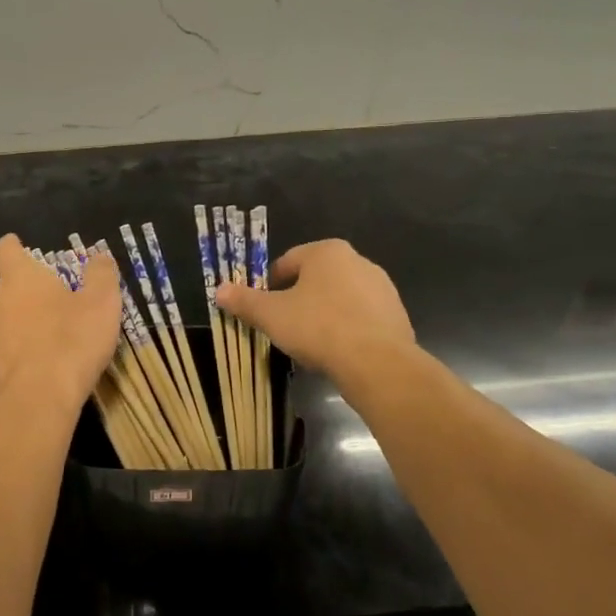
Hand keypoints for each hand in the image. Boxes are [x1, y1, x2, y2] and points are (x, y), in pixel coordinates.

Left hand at [0, 234, 122, 408]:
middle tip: (55, 292)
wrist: (38, 401)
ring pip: (7, 318)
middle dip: (27, 286)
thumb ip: (101, 274)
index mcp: (21, 279)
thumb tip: (100, 256)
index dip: (13, 246)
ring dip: (25, 319)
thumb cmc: (71, 340)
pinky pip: (8, 348)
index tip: (19, 244)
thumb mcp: (101, 303)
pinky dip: (23, 348)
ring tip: (53, 330)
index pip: (7, 252)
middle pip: (8, 285)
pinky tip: (45, 361)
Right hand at [215, 238, 414, 374]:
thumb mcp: (271, 315)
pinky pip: (361, 318)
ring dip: (324, 313)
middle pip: (316, 278)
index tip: (263, 307)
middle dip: (298, 298)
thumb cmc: (318, 328)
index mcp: (327, 252)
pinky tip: (337, 351)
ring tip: (310, 342)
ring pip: (340, 298)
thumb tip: (218, 289)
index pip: (288, 261)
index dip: (270, 284)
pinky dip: (347, 329)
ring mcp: (382, 288)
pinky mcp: (397, 315)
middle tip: (284, 325)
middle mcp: (358, 261)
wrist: (378, 363)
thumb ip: (244, 300)